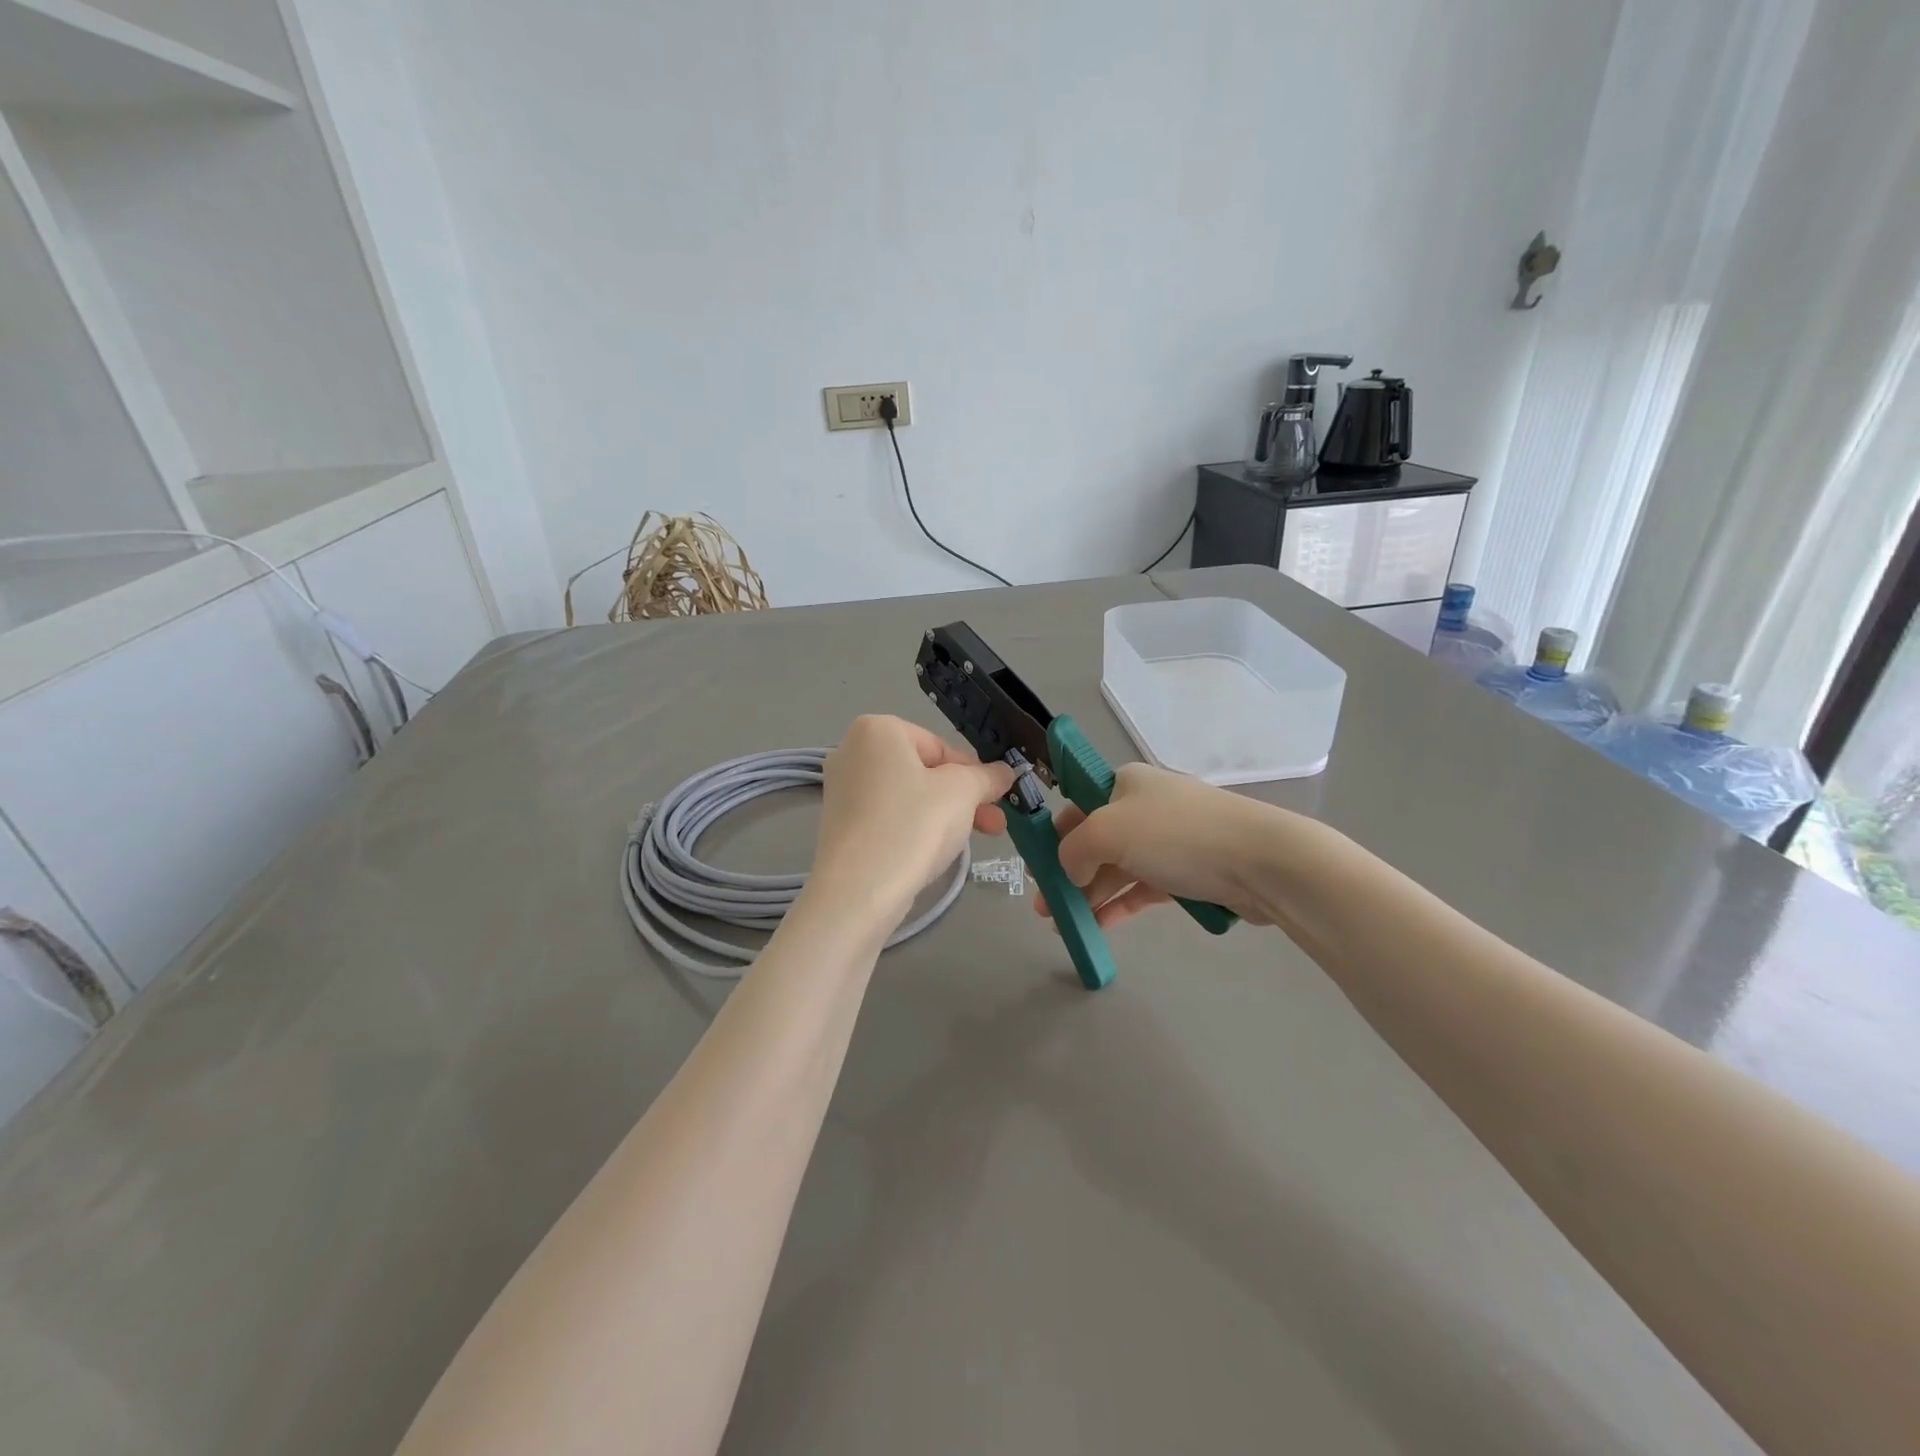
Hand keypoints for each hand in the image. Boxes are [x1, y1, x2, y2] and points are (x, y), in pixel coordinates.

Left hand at [811, 715, 1013, 926]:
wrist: (859, 891)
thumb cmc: (914, 825)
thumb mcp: (963, 793)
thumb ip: (987, 776)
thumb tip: (1005, 772)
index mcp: (878, 730)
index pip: (941, 747)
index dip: (974, 774)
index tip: (996, 800)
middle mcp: (851, 750)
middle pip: (924, 771)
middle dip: (963, 798)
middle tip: (993, 825)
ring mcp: (841, 789)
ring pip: (908, 796)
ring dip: (944, 815)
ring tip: (969, 842)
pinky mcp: (839, 824)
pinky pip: (888, 817)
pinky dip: (913, 829)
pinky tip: (931, 852)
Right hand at [1039, 762, 1281, 930]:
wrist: (1261, 861)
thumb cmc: (1177, 835)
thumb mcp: (1108, 832)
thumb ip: (1074, 850)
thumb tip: (1070, 870)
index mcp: (1125, 784)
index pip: (1077, 806)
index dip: (1054, 837)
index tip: (1037, 870)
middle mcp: (1146, 807)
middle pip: (1096, 841)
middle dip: (1067, 873)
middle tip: (1046, 908)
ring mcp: (1169, 840)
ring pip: (1118, 868)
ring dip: (1090, 894)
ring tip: (1066, 925)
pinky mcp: (1189, 872)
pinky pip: (1143, 887)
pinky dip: (1120, 905)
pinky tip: (1099, 927)